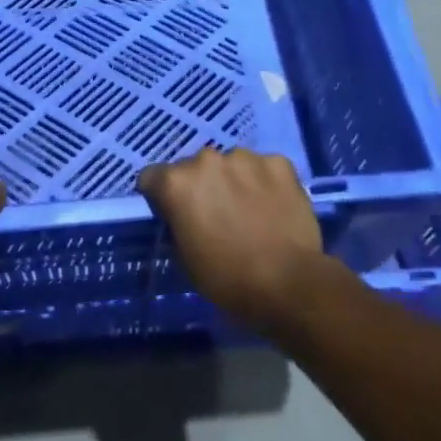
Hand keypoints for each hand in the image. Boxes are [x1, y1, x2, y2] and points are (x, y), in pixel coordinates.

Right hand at [138, 146, 330, 333]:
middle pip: (193, 168)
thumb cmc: (228, 279)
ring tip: (249, 211)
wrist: (289, 283)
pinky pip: (263, 168)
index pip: (151, 177)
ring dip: (233, 181)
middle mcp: (206, 159)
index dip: (160, 197)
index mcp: (176, 183)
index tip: (173, 214)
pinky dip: (264, 182)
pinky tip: (273, 206)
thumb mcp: (185, 258)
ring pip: (230, 164)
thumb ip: (176, 224)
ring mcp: (244, 157)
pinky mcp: (278, 162)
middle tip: (216, 214)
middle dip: (200, 186)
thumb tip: (180, 216)